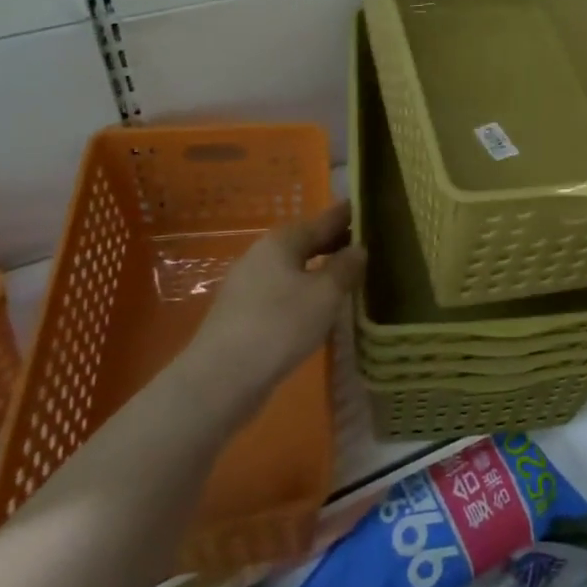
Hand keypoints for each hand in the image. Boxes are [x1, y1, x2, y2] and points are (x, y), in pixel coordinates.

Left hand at [190, 201, 366, 394]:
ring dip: (317, 269)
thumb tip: (358, 248)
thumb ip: (345, 267)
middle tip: (362, 244)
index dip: (345, 216)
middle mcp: (260, 256)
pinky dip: (302, 290)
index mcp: (281, 242)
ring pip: (291, 268)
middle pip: (303, 242)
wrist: (221, 378)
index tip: (365, 207)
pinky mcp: (241, 314)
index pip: (321, 220)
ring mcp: (246, 286)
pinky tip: (315, 306)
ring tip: (344, 276)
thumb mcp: (325, 294)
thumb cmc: (280, 325)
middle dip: (331, 242)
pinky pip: (280, 291)